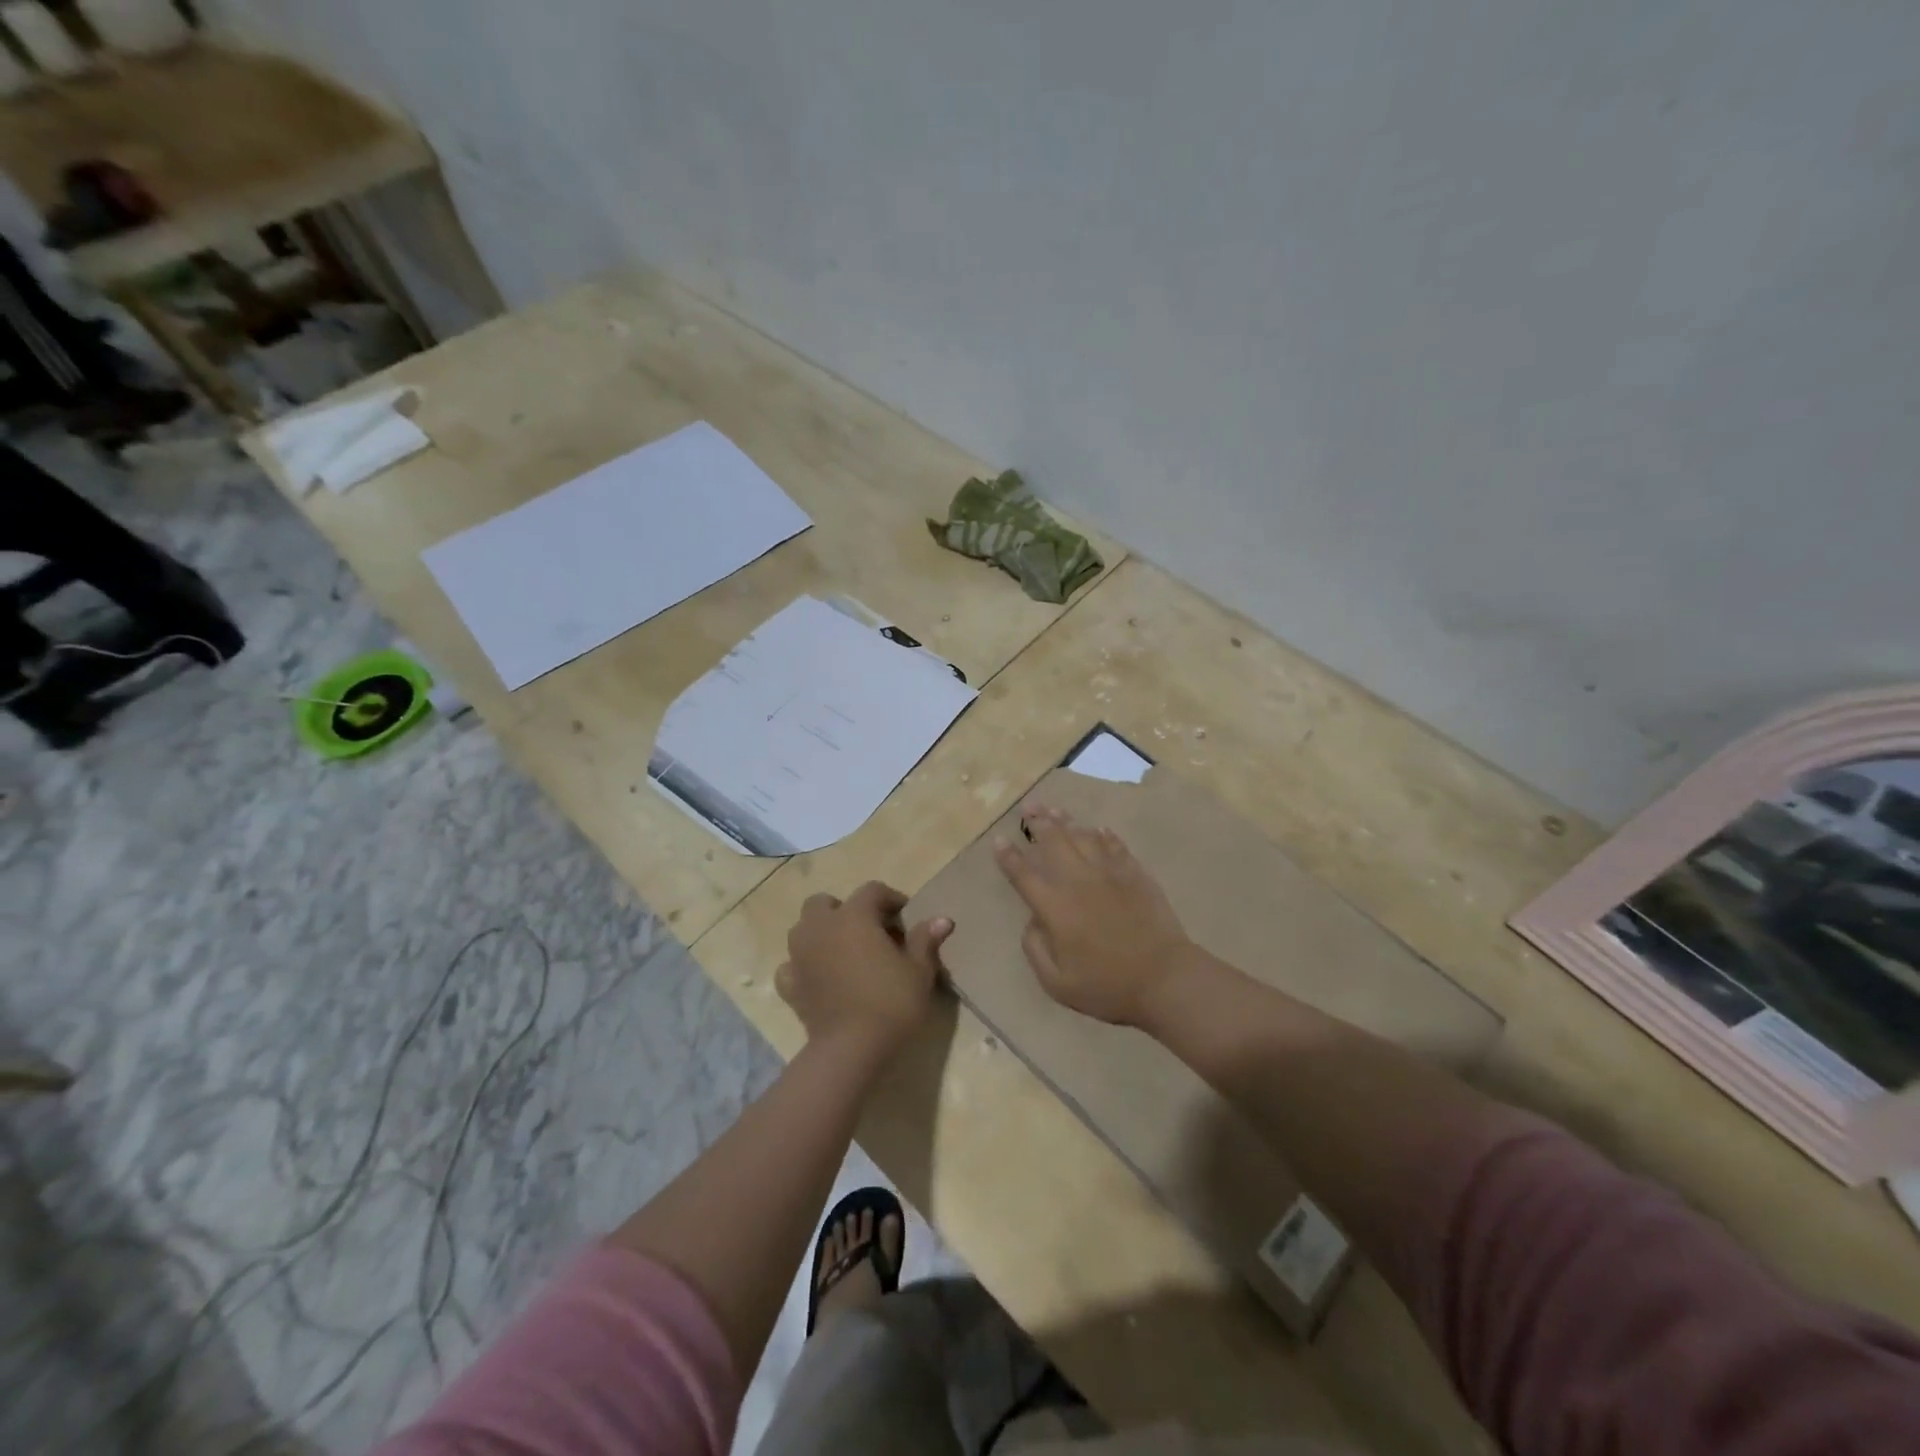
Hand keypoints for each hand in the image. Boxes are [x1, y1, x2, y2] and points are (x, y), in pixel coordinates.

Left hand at [777, 881, 951, 1058]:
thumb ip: (925, 940)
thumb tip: (943, 919)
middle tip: (868, 932)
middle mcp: (821, 927)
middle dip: (844, 910)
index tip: (906, 918)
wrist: (851, 1048)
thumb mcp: (919, 971)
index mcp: (854, 916)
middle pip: (824, 903)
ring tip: (843, 953)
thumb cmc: (891, 1002)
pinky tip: (819, 979)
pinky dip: (802, 967)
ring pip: (802, 929)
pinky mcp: (789, 985)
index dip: (891, 899)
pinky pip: (791, 965)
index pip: (872, 891)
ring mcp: (799, 956)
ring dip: (820, 933)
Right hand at [995, 804, 1192, 1025]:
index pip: (1024, 875)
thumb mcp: (1056, 983)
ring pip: (1083, 837)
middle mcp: (1078, 881)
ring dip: (1066, 821)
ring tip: (1055, 809)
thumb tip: (1033, 921)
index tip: (999, 839)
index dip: (1009, 856)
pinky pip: (1115, 846)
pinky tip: (1098, 829)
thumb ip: (1035, 948)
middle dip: (1038, 823)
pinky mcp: (1135, 874)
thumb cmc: (1106, 986)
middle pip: (1054, 843)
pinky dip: (1104, 835)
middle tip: (1029, 807)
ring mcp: (1109, 873)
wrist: (1163, 978)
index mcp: (1054, 907)